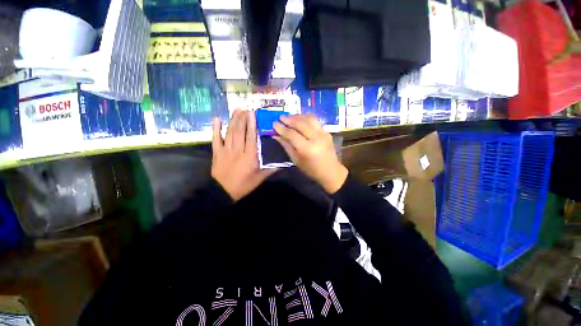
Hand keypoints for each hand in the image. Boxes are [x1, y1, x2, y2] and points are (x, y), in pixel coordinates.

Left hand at [212, 109, 274, 200]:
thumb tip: (282, 163)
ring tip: (236, 110)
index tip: (252, 113)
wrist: (223, 192)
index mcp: (249, 156)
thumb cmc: (243, 185)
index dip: (252, 124)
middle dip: (242, 118)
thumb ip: (270, 169)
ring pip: (229, 132)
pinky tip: (217, 119)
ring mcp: (226, 150)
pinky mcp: (217, 152)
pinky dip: (216, 129)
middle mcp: (237, 150)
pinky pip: (215, 139)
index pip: (251, 136)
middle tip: (245, 108)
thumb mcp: (259, 178)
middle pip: (240, 131)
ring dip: (233, 120)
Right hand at [273, 115, 347, 193]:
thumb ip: (286, 146)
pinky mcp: (327, 132)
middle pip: (301, 124)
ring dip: (298, 116)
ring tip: (289, 117)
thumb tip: (276, 135)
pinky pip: (315, 121)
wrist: (331, 171)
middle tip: (280, 117)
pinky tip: (300, 119)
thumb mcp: (296, 160)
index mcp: (307, 149)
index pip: (292, 134)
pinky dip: (306, 118)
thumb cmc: (311, 169)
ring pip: (309, 119)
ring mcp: (323, 134)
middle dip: (289, 119)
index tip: (274, 123)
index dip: (282, 128)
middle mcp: (316, 138)